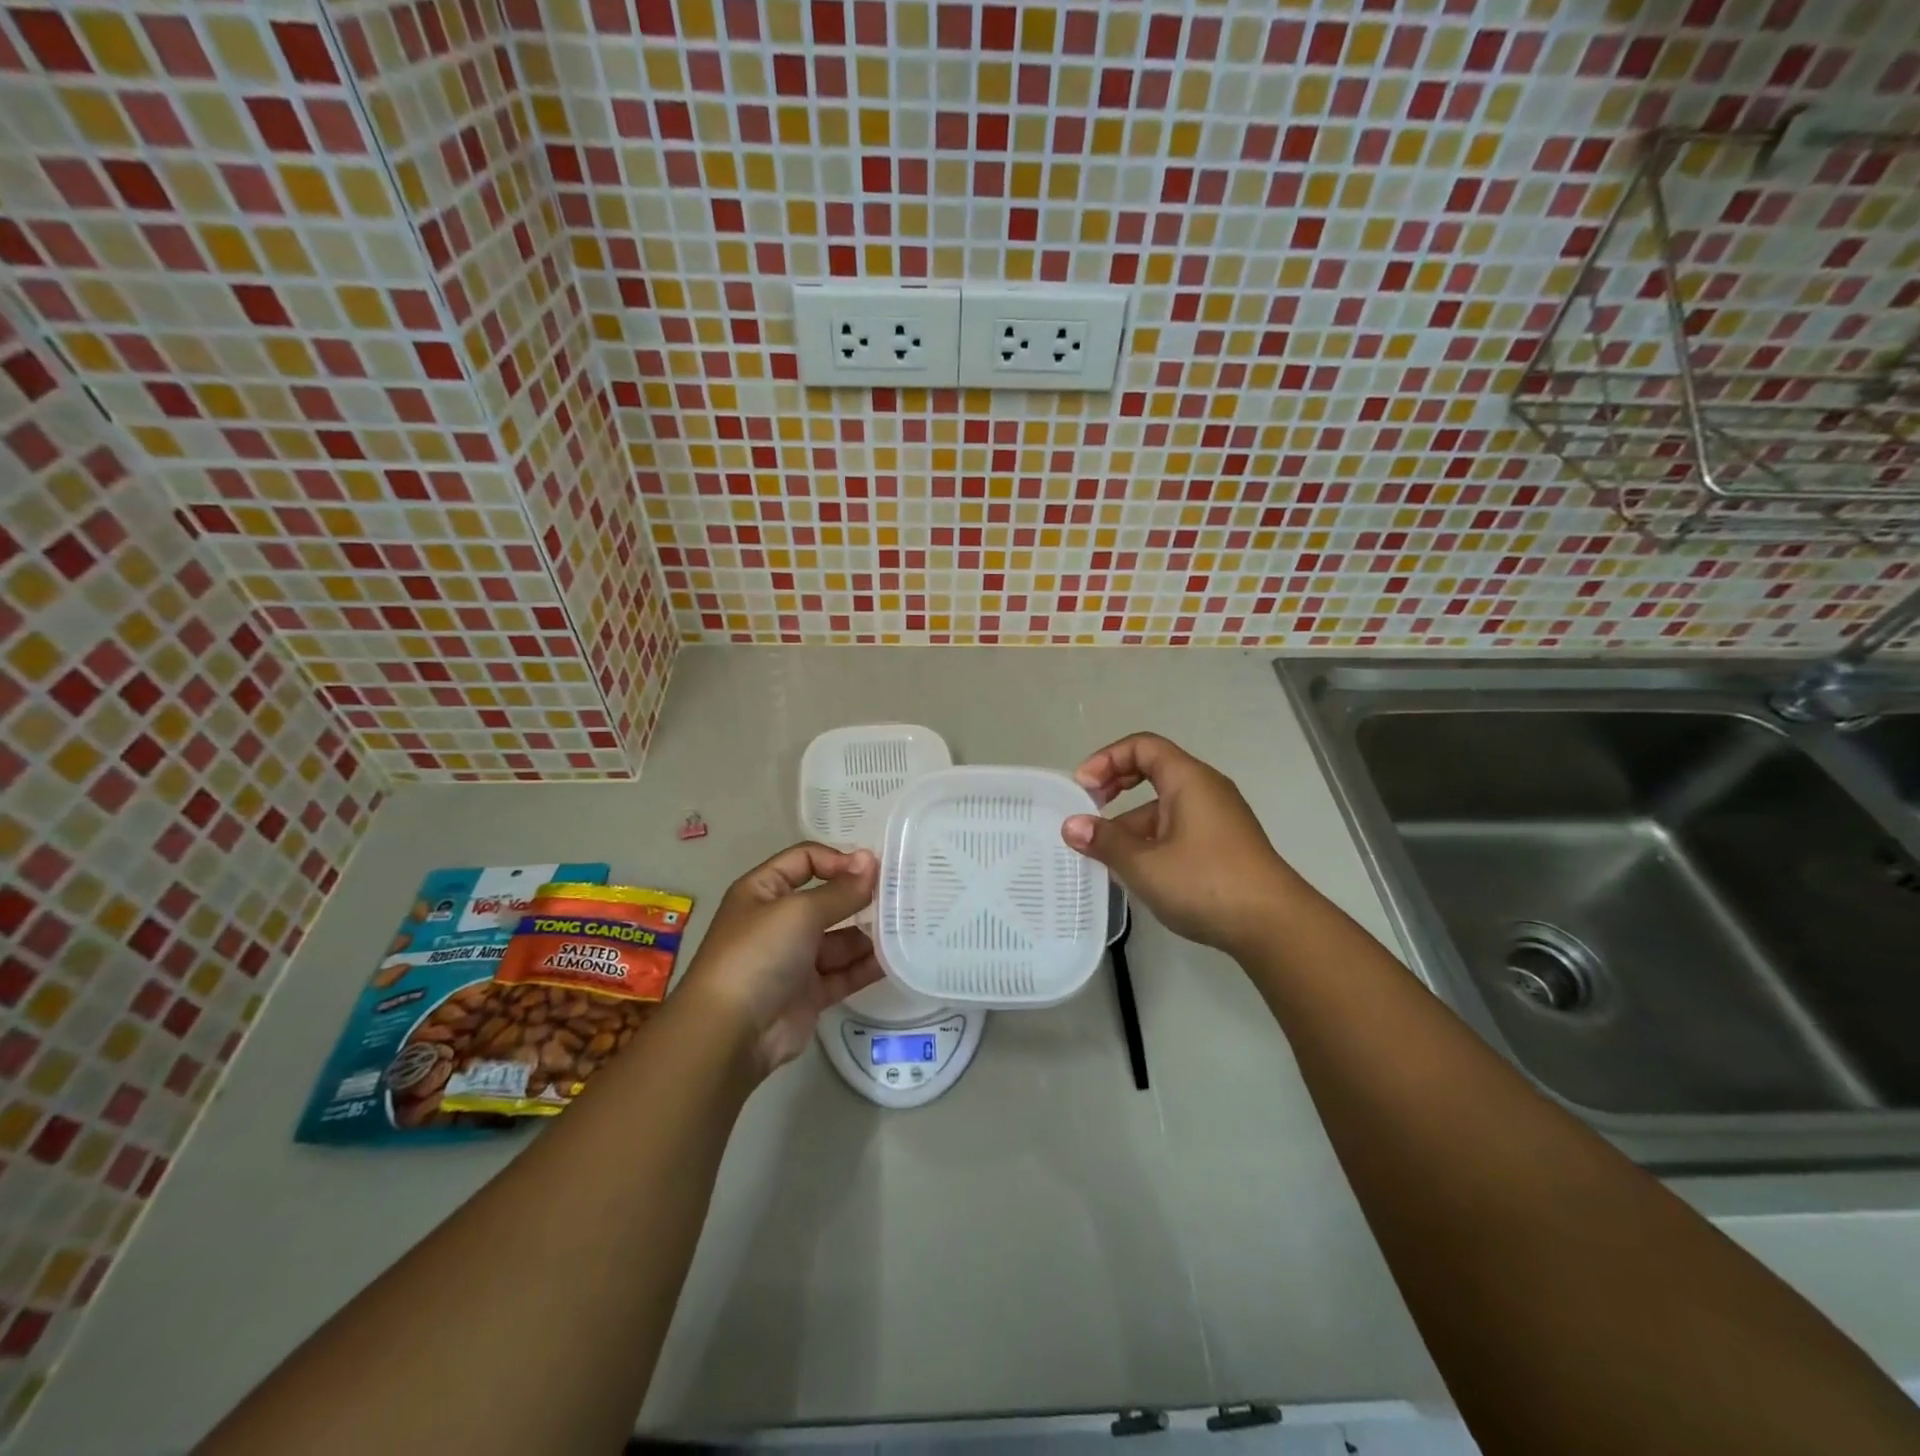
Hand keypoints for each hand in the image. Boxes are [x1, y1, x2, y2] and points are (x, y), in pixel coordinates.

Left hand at [679, 843, 882, 1076]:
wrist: (730, 1032)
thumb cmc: (759, 954)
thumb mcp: (799, 911)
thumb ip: (840, 890)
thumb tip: (870, 861)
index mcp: (763, 891)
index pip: (805, 860)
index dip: (837, 860)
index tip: (872, 870)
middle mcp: (778, 921)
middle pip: (826, 899)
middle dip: (858, 896)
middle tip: (900, 895)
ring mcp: (794, 959)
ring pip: (839, 938)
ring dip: (867, 933)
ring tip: (905, 927)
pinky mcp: (809, 993)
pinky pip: (843, 973)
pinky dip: (866, 966)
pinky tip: (895, 959)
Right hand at [1063, 733, 1301, 957]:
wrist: (1274, 925)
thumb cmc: (1205, 883)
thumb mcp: (1144, 864)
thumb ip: (1105, 841)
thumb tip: (1072, 826)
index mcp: (1188, 780)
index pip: (1143, 747)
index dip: (1107, 759)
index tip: (1083, 788)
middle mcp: (1205, 790)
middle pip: (1153, 770)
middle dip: (1116, 785)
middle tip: (1089, 809)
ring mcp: (1217, 818)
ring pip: (1163, 806)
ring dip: (1130, 821)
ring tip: (1104, 854)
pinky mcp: (1223, 845)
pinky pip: (1177, 828)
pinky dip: (1151, 839)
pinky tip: (1136, 871)